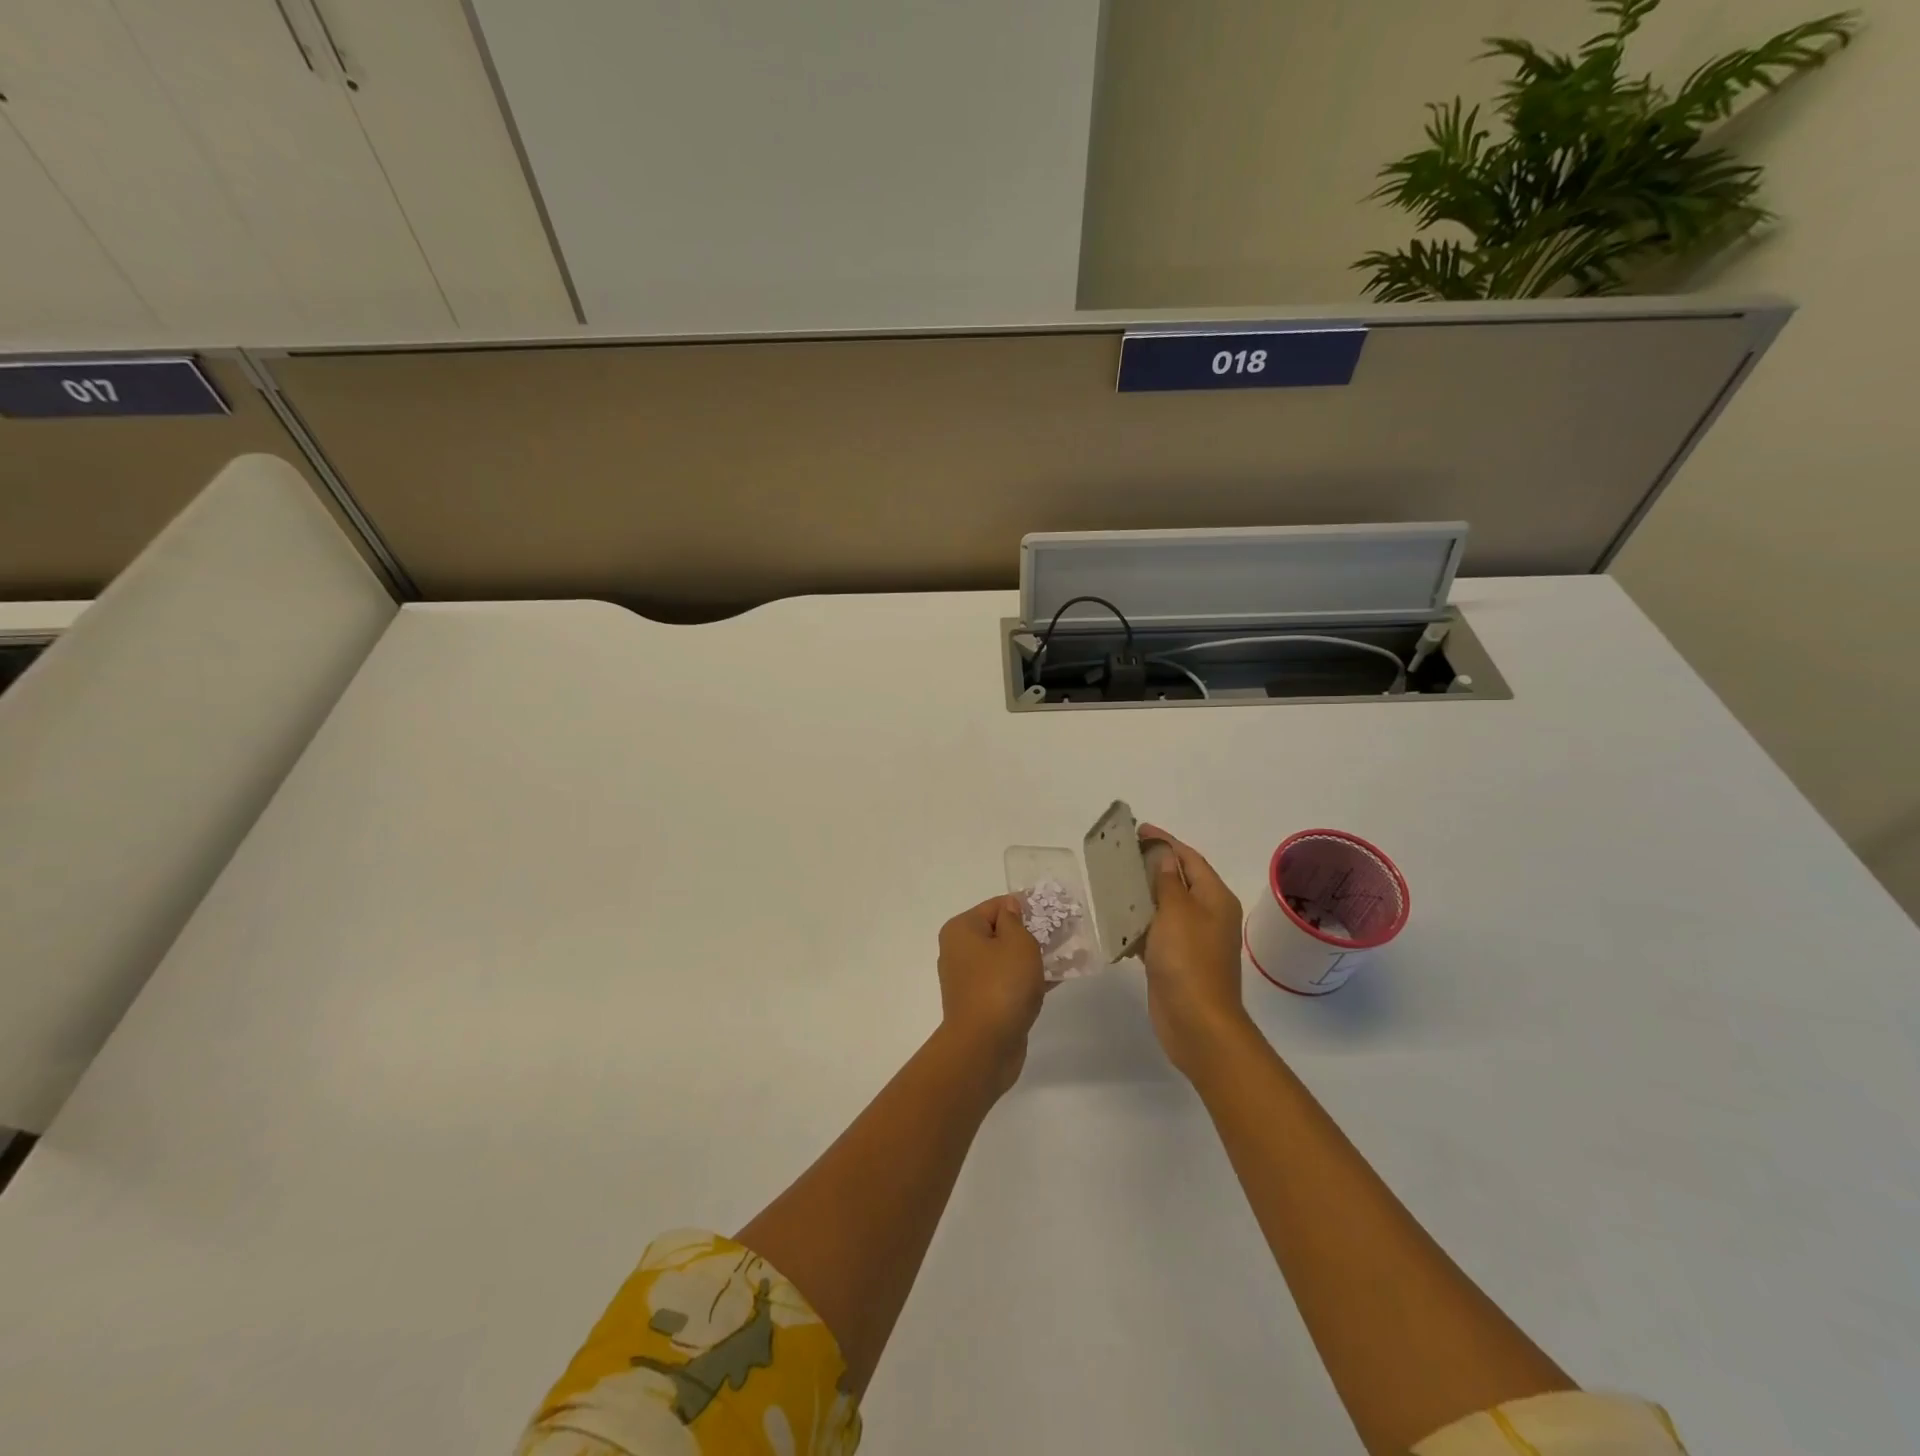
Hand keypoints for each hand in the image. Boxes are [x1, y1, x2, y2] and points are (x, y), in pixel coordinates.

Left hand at [936, 895, 1046, 1094]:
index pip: (997, 906)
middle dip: (1033, 932)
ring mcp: (970, 980)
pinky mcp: (983, 1004)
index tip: (1055, 912)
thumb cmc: (1001, 985)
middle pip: (1001, 932)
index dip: (1026, 906)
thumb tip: (1011, 908)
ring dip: (1034, 957)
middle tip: (1065, 933)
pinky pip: (1009, 982)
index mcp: (962, 930)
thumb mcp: (1017, 943)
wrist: (984, 1047)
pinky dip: (1029, 979)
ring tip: (1068, 955)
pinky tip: (1058, 979)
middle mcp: (960, 951)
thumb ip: (1017, 920)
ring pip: (1007, 960)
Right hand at [1138, 826, 1253, 1078]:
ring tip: (1113, 880)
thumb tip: (1165, 856)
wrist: (1197, 1022)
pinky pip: (1156, 931)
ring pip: (1166, 906)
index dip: (1166, 841)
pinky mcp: (1176, 960)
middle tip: (1122, 852)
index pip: (1189, 859)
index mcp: (1215, 898)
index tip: (1139, 829)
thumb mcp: (1176, 912)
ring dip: (1143, 893)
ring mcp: (1193, 939)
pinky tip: (1117, 919)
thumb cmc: (1188, 961)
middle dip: (1153, 864)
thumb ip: (1168, 881)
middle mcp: (1208, 914)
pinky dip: (1139, 922)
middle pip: (1179, 879)